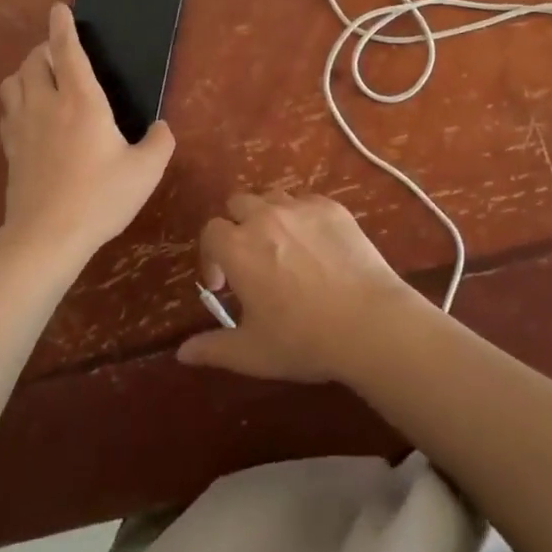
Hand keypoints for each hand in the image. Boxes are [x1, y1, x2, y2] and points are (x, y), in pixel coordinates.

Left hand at [0, 4, 175, 259]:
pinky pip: (7, 111)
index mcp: (81, 101)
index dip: (62, 26)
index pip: (66, 51)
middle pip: (33, 60)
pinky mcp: (10, 148)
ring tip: (42, 78)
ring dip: (26, 72)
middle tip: (59, 52)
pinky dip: (16, 102)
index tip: (59, 8)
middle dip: (44, 48)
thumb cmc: (100, 197)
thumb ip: (160, 143)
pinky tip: (29, 115)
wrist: (47, 236)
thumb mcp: (145, 171)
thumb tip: (162, 128)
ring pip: (12, 82)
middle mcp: (47, 104)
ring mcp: (23, 126)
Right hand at [176, 191, 424, 381]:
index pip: (210, 232)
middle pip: (238, 204)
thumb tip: (182, 353)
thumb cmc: (303, 340)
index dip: (211, 256)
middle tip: (252, 260)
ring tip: (284, 250)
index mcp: (237, 247)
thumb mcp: (252, 353)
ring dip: (269, 218)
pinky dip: (303, 218)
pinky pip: (307, 202)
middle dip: (238, 227)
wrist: (369, 323)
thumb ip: (212, 348)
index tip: (224, 284)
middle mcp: (264, 216)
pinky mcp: (332, 207)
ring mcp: (300, 207)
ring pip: (272, 198)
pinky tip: (317, 247)